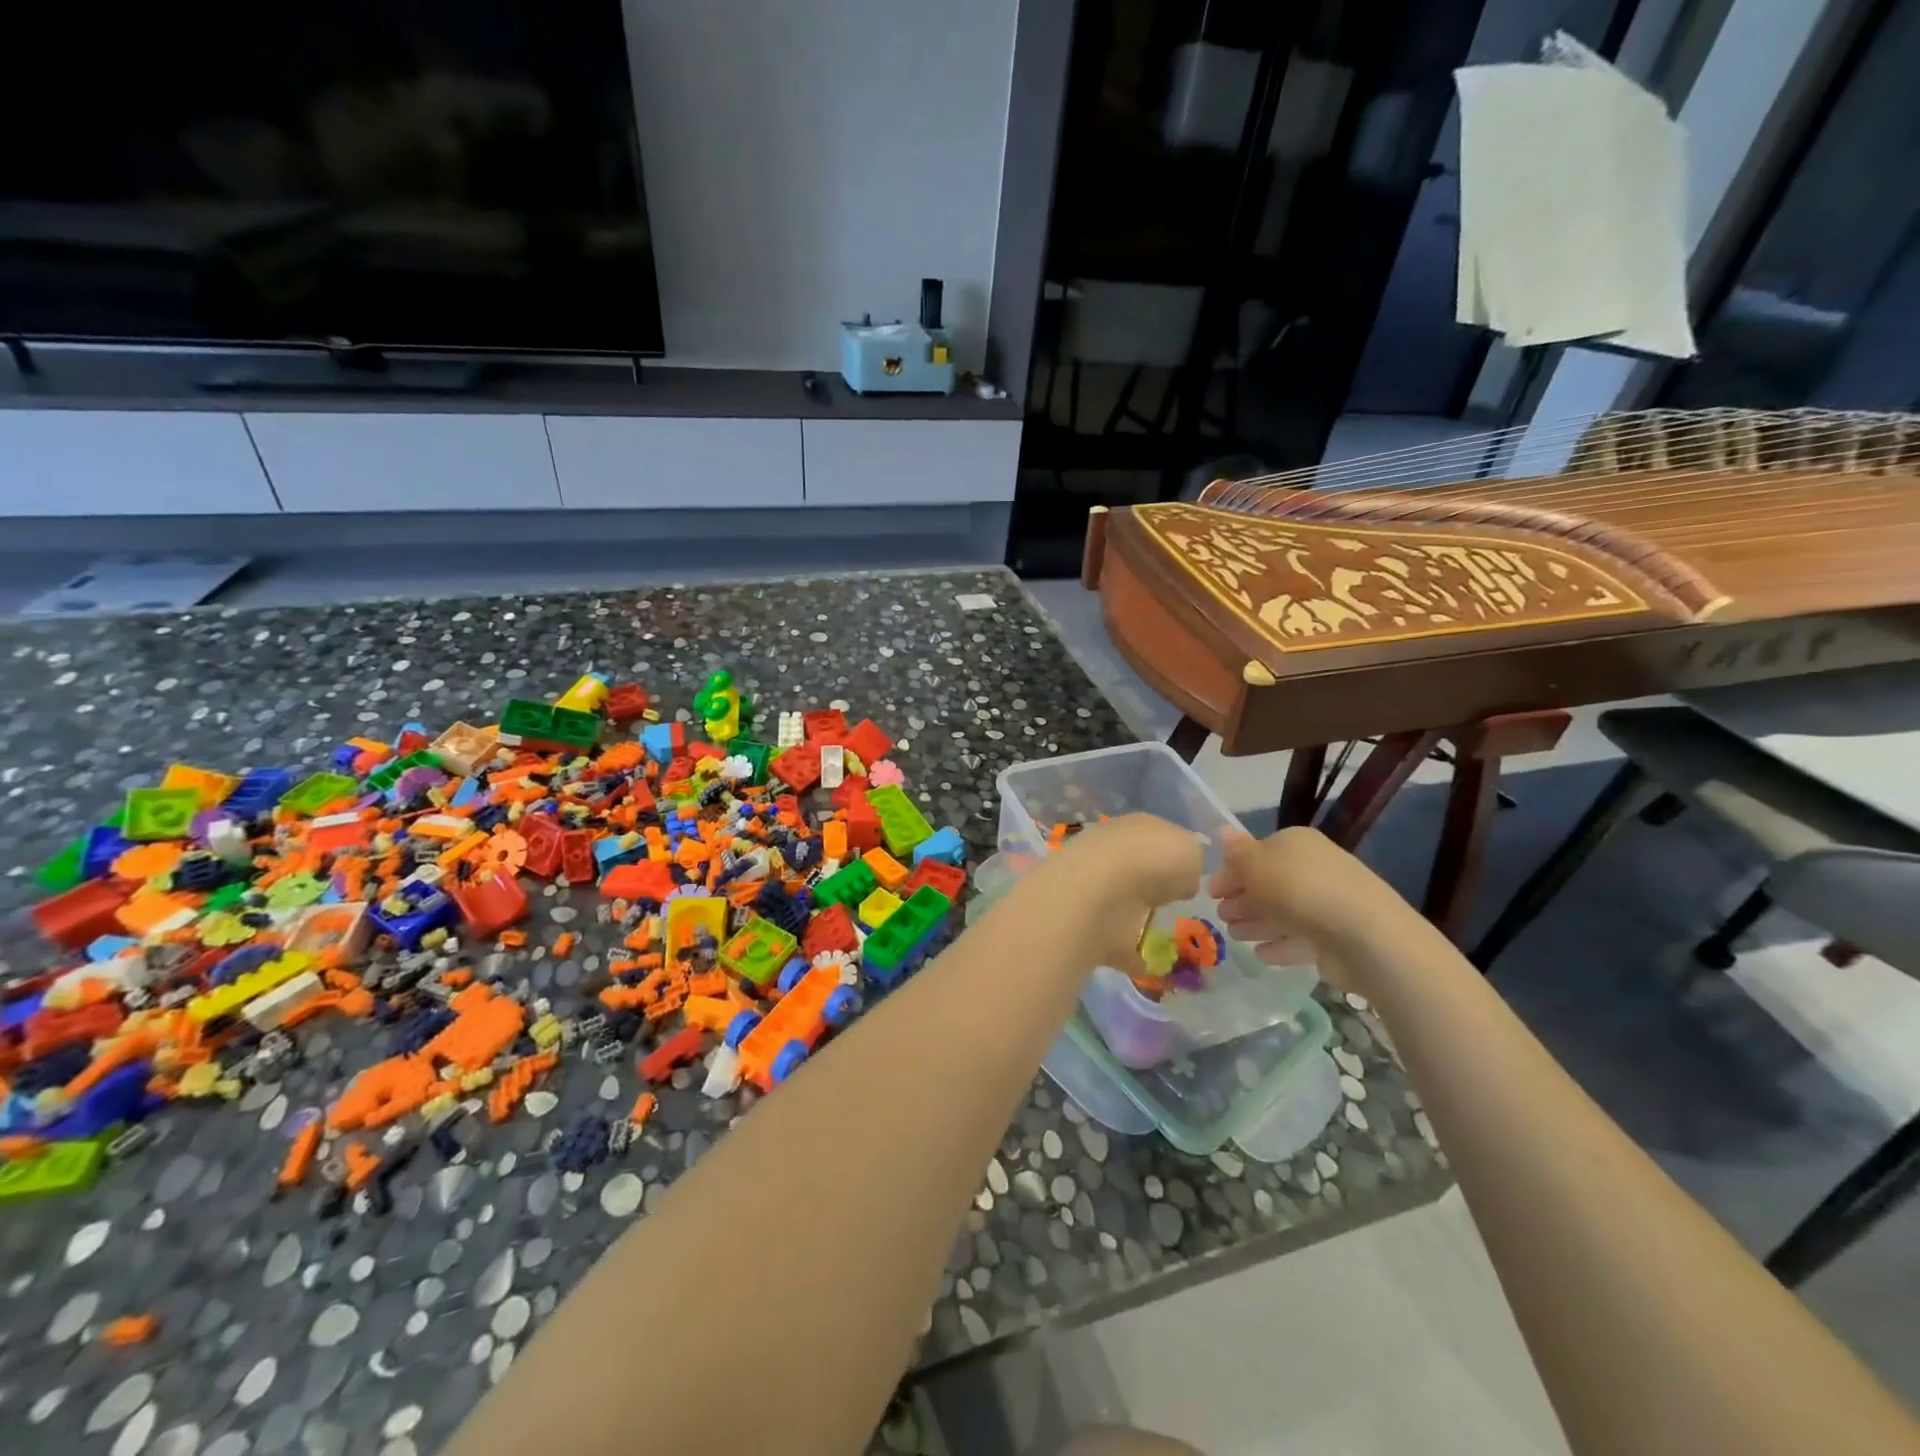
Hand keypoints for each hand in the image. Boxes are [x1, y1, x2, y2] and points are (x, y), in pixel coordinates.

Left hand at [1030, 813, 1204, 976]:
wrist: (1098, 893)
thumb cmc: (1153, 861)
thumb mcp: (1191, 850)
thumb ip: (1191, 862)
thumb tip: (1181, 880)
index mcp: (1138, 827)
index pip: (1159, 838)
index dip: (1176, 856)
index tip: (1189, 878)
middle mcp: (1113, 852)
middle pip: (1139, 868)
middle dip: (1152, 884)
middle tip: (1173, 905)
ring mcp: (1096, 887)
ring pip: (1123, 901)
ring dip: (1137, 915)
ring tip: (1163, 935)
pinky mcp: (1088, 923)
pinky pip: (1114, 940)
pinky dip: (1128, 953)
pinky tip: (1147, 966)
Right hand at [1207, 827, 1395, 993]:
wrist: (1364, 936)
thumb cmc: (1300, 890)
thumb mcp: (1256, 865)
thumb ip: (1236, 852)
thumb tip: (1222, 831)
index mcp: (1295, 844)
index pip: (1256, 853)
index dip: (1231, 872)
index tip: (1211, 892)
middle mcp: (1313, 869)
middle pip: (1270, 884)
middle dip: (1243, 900)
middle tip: (1220, 916)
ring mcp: (1327, 904)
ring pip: (1283, 912)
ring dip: (1256, 923)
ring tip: (1234, 937)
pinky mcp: (1335, 938)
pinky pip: (1300, 939)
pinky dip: (1279, 945)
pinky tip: (1261, 954)